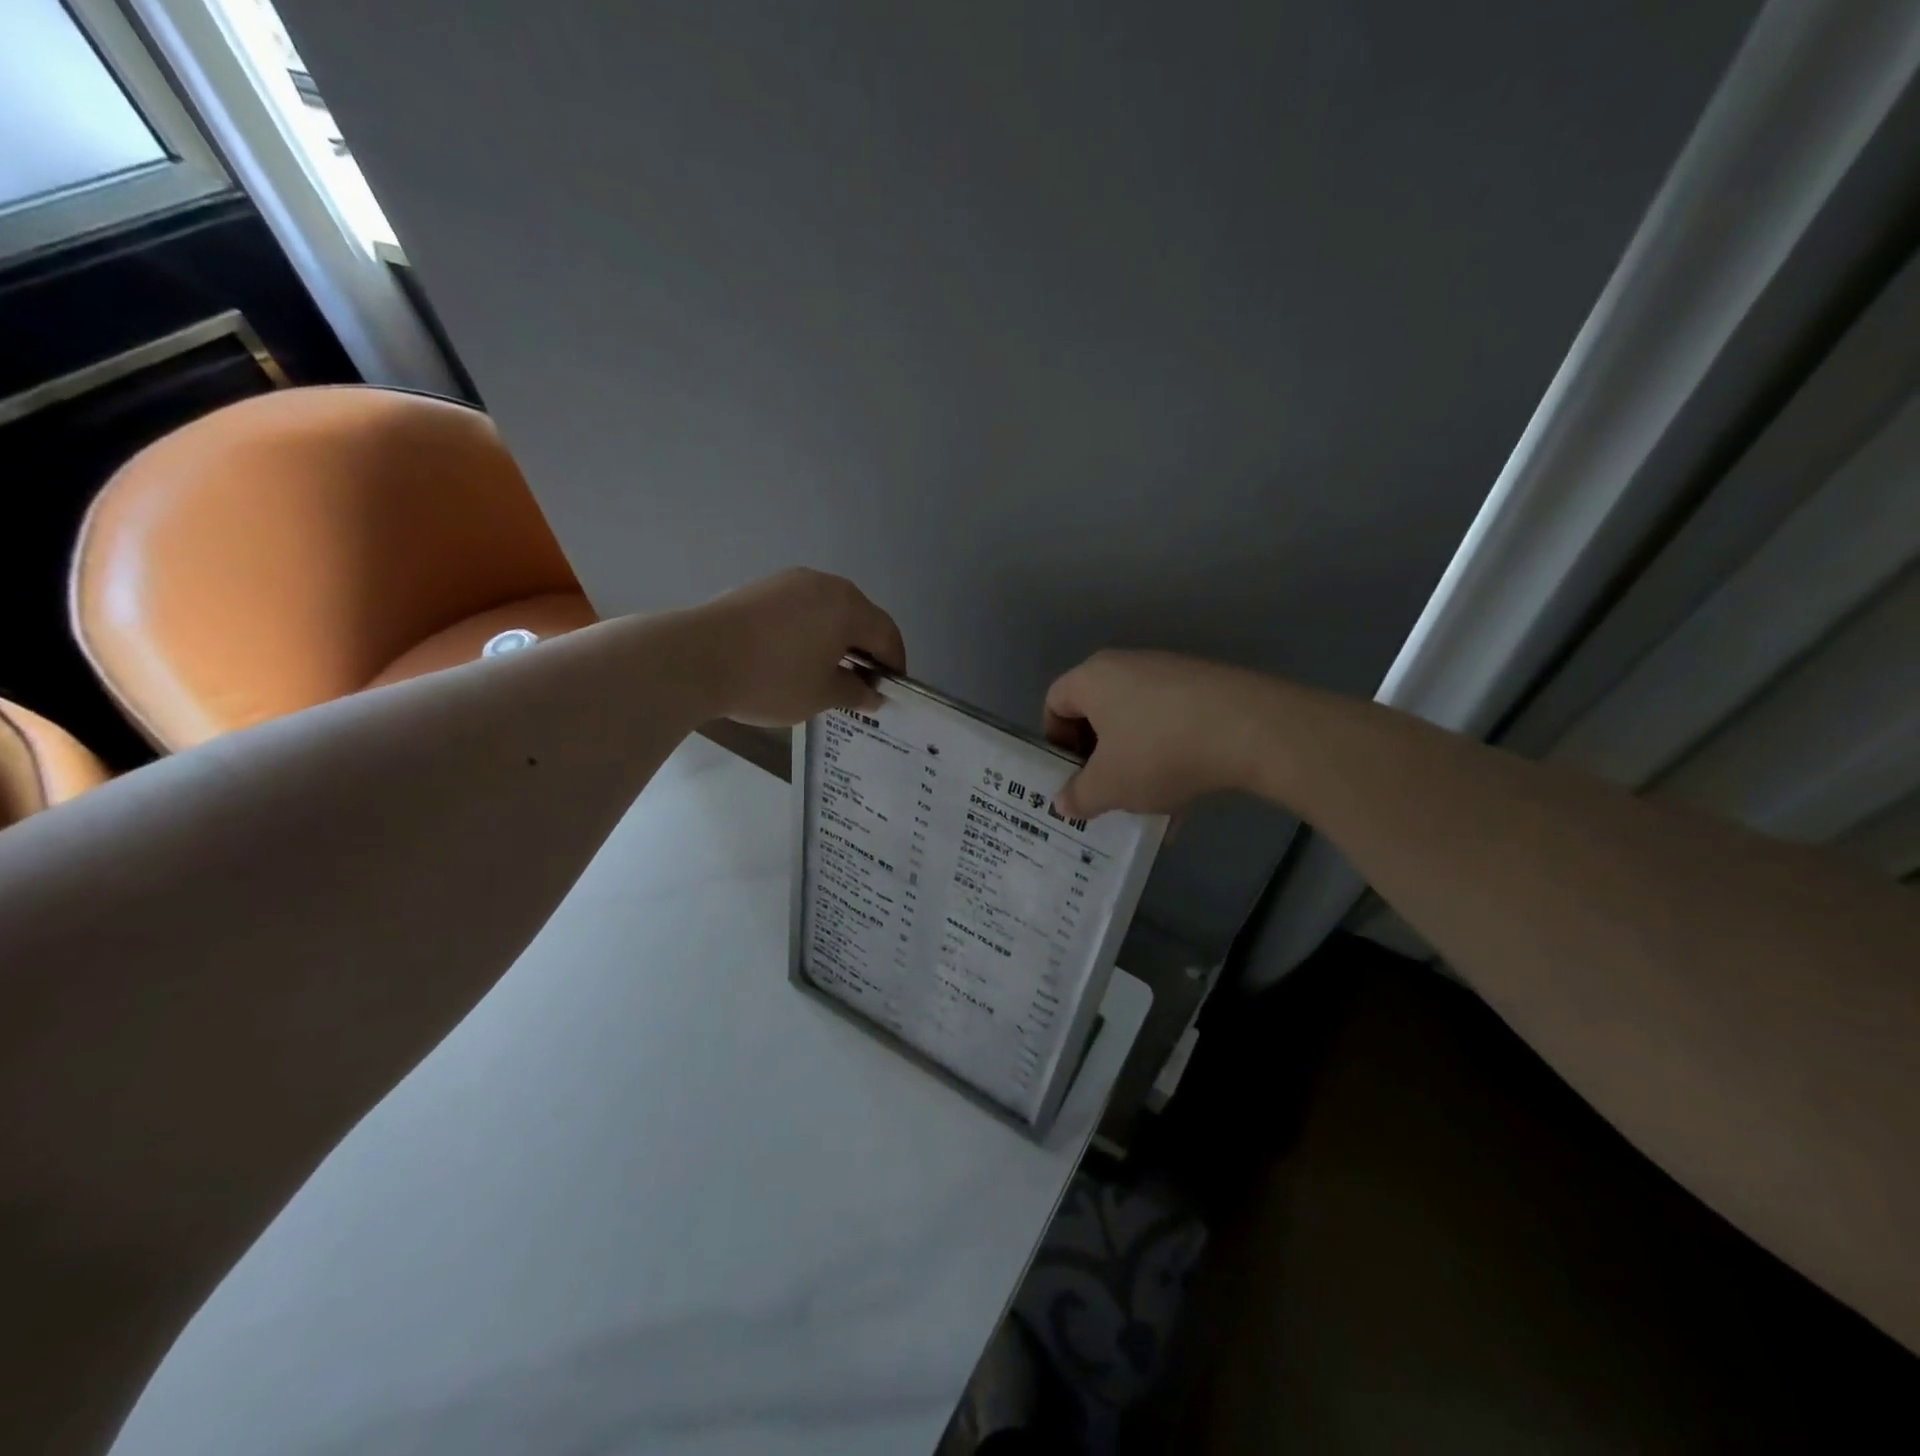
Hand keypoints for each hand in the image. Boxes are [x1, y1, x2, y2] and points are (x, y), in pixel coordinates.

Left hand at [693, 568, 904, 725]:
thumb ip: (855, 692)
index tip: (889, 692)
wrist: (695, 658)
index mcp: (848, 607)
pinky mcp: (761, 588)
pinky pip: (800, 610)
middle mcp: (824, 585)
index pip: (887, 635)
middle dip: (865, 651)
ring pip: (828, 612)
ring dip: (837, 640)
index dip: (894, 665)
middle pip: (859, 618)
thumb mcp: (821, 695)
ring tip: (827, 674)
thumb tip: (872, 694)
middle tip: (860, 686)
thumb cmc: (771, 679)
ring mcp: (789, 582)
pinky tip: (795, 658)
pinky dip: (809, 632)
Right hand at [1044, 650, 1274, 817]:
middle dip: (1099, 759)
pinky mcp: (1208, 689)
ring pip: (1139, 725)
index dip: (1055, 742)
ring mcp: (1173, 675)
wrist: (1250, 729)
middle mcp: (1129, 666)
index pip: (1055, 702)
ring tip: (1149, 805)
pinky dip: (1172, 760)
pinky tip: (1186, 802)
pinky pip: (1174, 727)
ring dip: (1137, 765)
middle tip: (1105, 793)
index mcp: (1093, 679)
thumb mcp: (1109, 786)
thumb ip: (1079, 797)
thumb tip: (1064, 803)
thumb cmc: (1158, 752)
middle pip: (1099, 714)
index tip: (1071, 776)